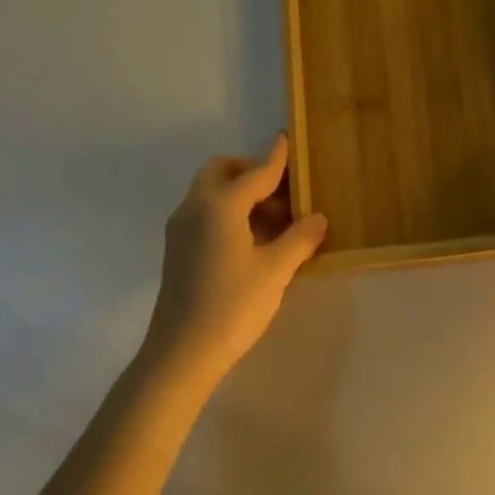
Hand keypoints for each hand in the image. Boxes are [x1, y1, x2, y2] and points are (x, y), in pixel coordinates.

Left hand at [145, 134, 327, 382]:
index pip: (255, 173)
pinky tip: (252, 241)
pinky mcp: (176, 249)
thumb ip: (300, 239)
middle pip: (221, 171)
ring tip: (275, 222)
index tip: (286, 139)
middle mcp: (195, 207)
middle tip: (281, 192)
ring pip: (210, 192)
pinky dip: (227, 211)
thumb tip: (318, 218)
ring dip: (240, 193)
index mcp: (219, 205)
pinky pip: (204, 212)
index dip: (276, 159)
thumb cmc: (232, 307)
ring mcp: (180, 228)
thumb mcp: (275, 271)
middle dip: (250, 172)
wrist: (180, 355)